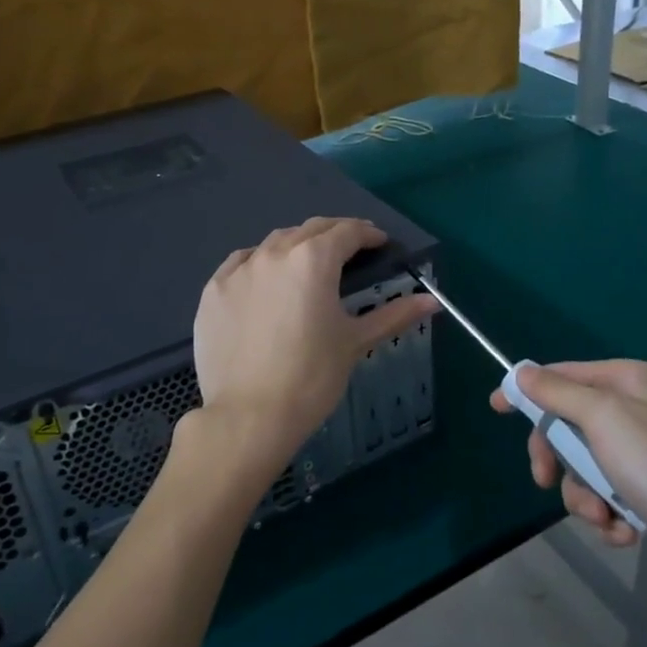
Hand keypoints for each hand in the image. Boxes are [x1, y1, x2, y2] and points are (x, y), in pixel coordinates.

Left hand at [191, 217, 436, 484]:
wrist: (248, 417)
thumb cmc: (311, 377)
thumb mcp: (355, 342)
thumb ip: (394, 314)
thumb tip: (433, 301)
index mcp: (313, 260)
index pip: (347, 232)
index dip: (368, 235)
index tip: (380, 243)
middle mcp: (274, 253)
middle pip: (311, 230)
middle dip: (335, 234)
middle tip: (351, 249)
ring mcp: (239, 270)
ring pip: (274, 242)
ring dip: (297, 245)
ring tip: (309, 264)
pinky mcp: (213, 290)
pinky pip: (241, 263)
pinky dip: (260, 263)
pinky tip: (266, 279)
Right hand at [492, 360, 646, 594]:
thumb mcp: (602, 419)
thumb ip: (558, 392)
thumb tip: (521, 372)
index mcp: (627, 380)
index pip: (563, 375)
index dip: (528, 390)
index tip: (496, 407)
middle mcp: (635, 409)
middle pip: (568, 424)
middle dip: (558, 459)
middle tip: (543, 480)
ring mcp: (642, 451)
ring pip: (583, 466)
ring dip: (585, 496)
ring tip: (605, 516)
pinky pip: (606, 494)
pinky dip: (608, 515)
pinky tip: (625, 531)